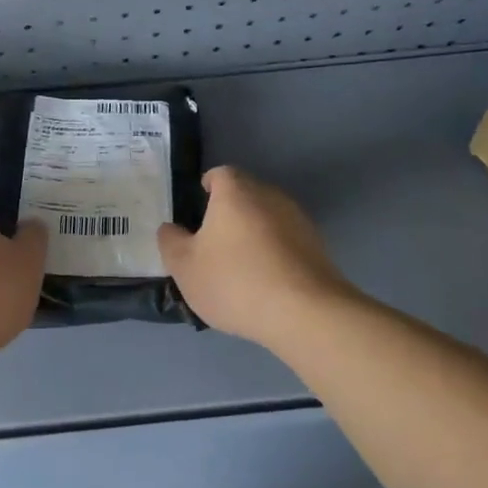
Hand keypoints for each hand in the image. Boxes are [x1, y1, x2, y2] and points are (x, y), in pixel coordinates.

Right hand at [158, 167, 352, 346]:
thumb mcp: (185, 266)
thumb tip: (170, 228)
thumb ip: (171, 242)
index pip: (219, 174)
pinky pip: (284, 241)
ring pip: (266, 218)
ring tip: (237, 267)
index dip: (205, 187)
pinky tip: (263, 282)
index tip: (196, 209)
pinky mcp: (317, 246)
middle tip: (210, 242)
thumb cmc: (235, 281)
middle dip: (227, 212)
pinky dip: (272, 253)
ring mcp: (298, 220)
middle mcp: (269, 196)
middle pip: (244, 194)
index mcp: (235, 192)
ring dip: (251, 234)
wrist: (305, 313)